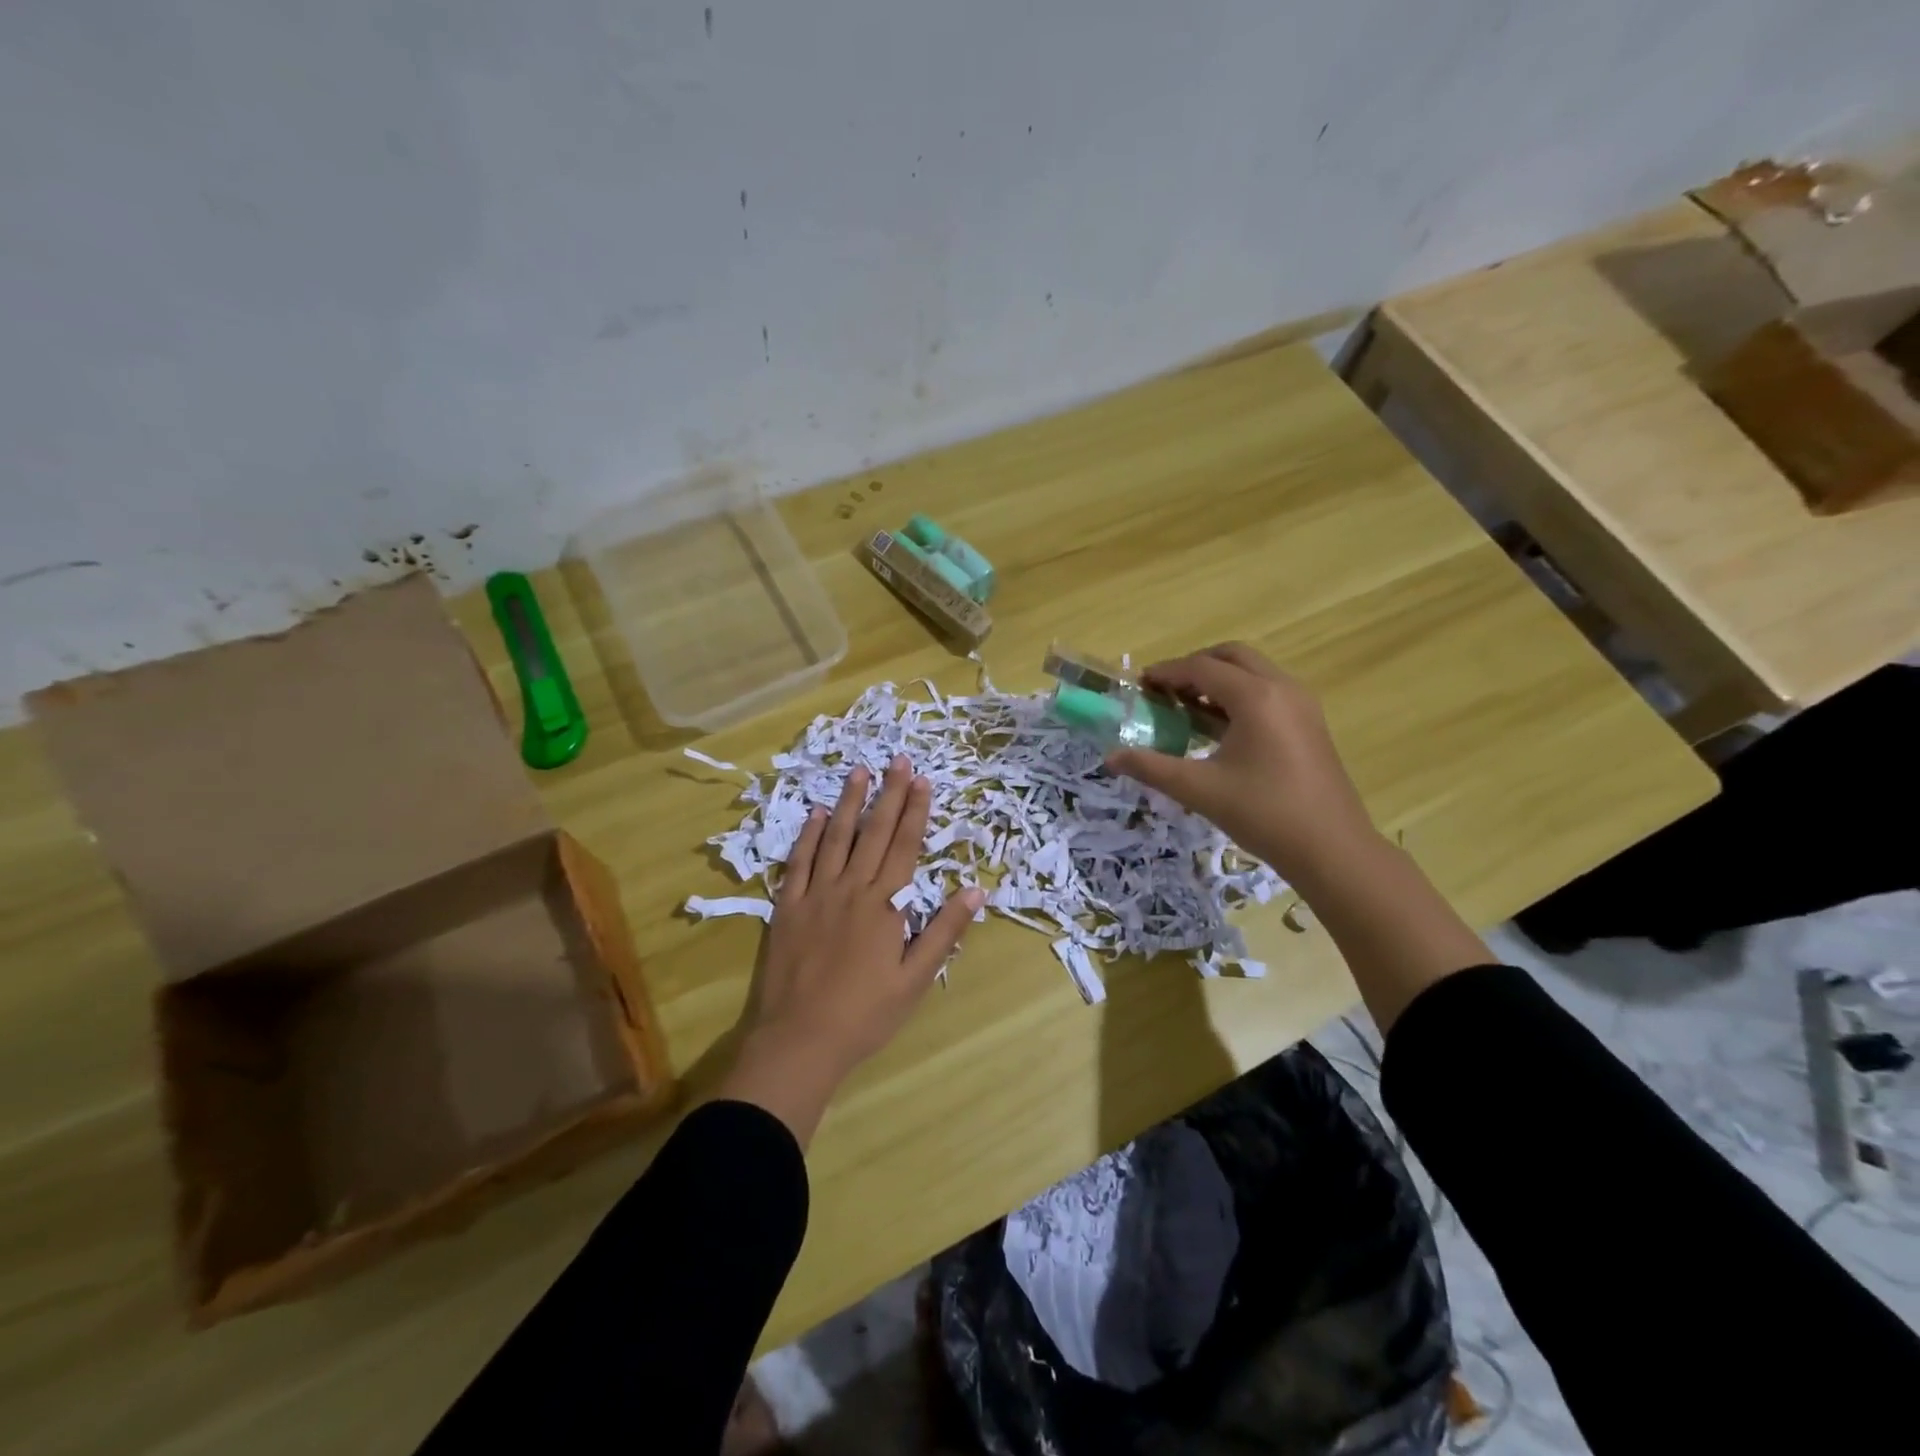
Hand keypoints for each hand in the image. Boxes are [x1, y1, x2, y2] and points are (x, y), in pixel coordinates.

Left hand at [719, 757, 983, 1143]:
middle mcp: (850, 889)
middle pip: (873, 833)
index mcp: (883, 905)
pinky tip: (815, 813)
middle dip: (888, 794)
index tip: (922, 780)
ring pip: (835, 838)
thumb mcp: (915, 980)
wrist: (799, 1041)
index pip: (904, 846)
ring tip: (859, 772)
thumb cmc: (865, 1015)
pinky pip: (798, 862)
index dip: (915, 812)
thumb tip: (975, 891)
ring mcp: (814, 895)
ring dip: (848, 803)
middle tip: (898, 760)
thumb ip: (943, 932)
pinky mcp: (786, 907)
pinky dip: (808, 835)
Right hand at [1106, 643, 1378, 880]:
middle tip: (1166, 689)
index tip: (1140, 685)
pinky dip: (1240, 695)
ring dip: (1219, 680)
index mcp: (1256, 697)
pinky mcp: (1310, 724)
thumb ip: (1151, 767)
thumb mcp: (1199, 790)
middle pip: (1232, 657)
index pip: (1202, 668)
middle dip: (1196, 666)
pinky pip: (1269, 691)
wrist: (1332, 849)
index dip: (1167, 673)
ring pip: (1254, 672)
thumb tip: (1111, 757)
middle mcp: (1282, 689)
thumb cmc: (1263, 813)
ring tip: (1188, 707)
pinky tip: (1221, 728)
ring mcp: (1302, 705)